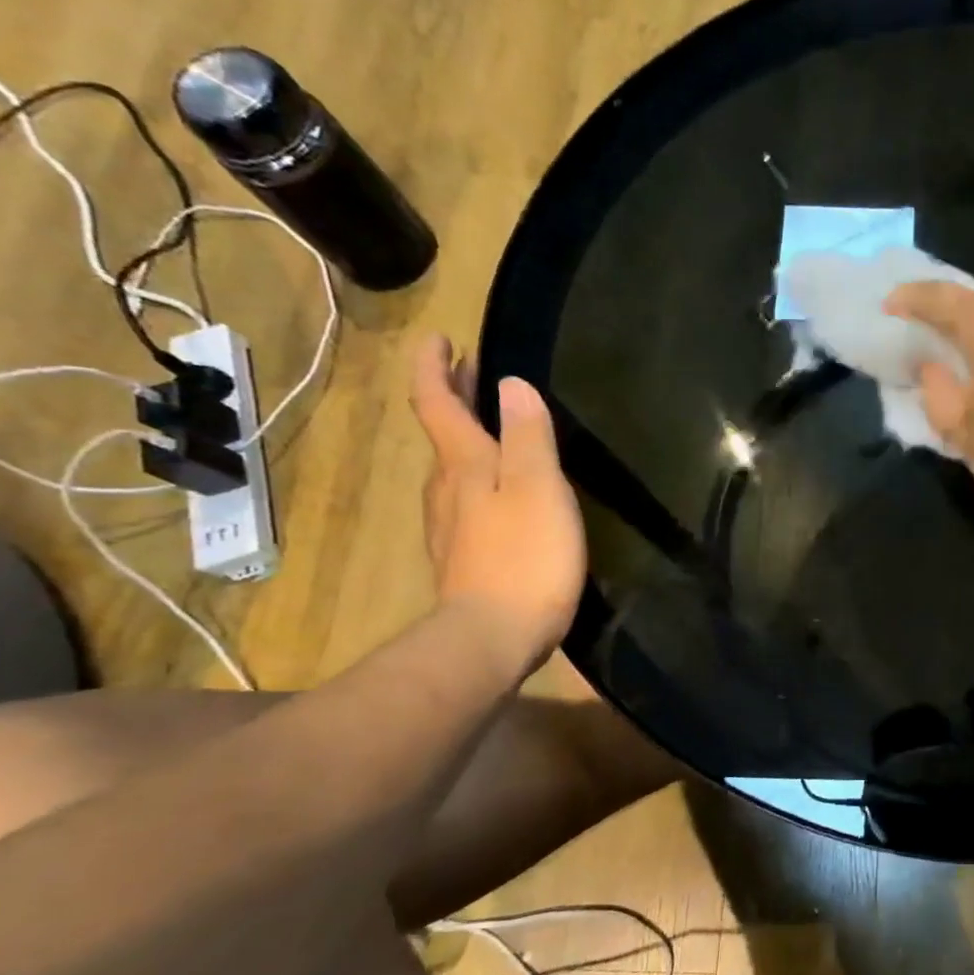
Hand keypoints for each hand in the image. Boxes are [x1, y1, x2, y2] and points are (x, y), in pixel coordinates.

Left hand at [409, 335, 584, 680]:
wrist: (493, 636)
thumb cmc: (524, 556)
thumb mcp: (538, 488)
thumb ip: (528, 435)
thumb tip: (511, 383)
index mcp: (465, 465)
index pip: (439, 404)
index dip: (436, 368)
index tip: (439, 337)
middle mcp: (448, 489)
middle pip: (444, 433)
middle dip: (453, 398)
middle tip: (469, 370)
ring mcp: (451, 526)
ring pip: (453, 469)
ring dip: (467, 438)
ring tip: (490, 426)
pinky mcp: (465, 557)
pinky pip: (467, 501)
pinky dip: (479, 478)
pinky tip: (500, 492)